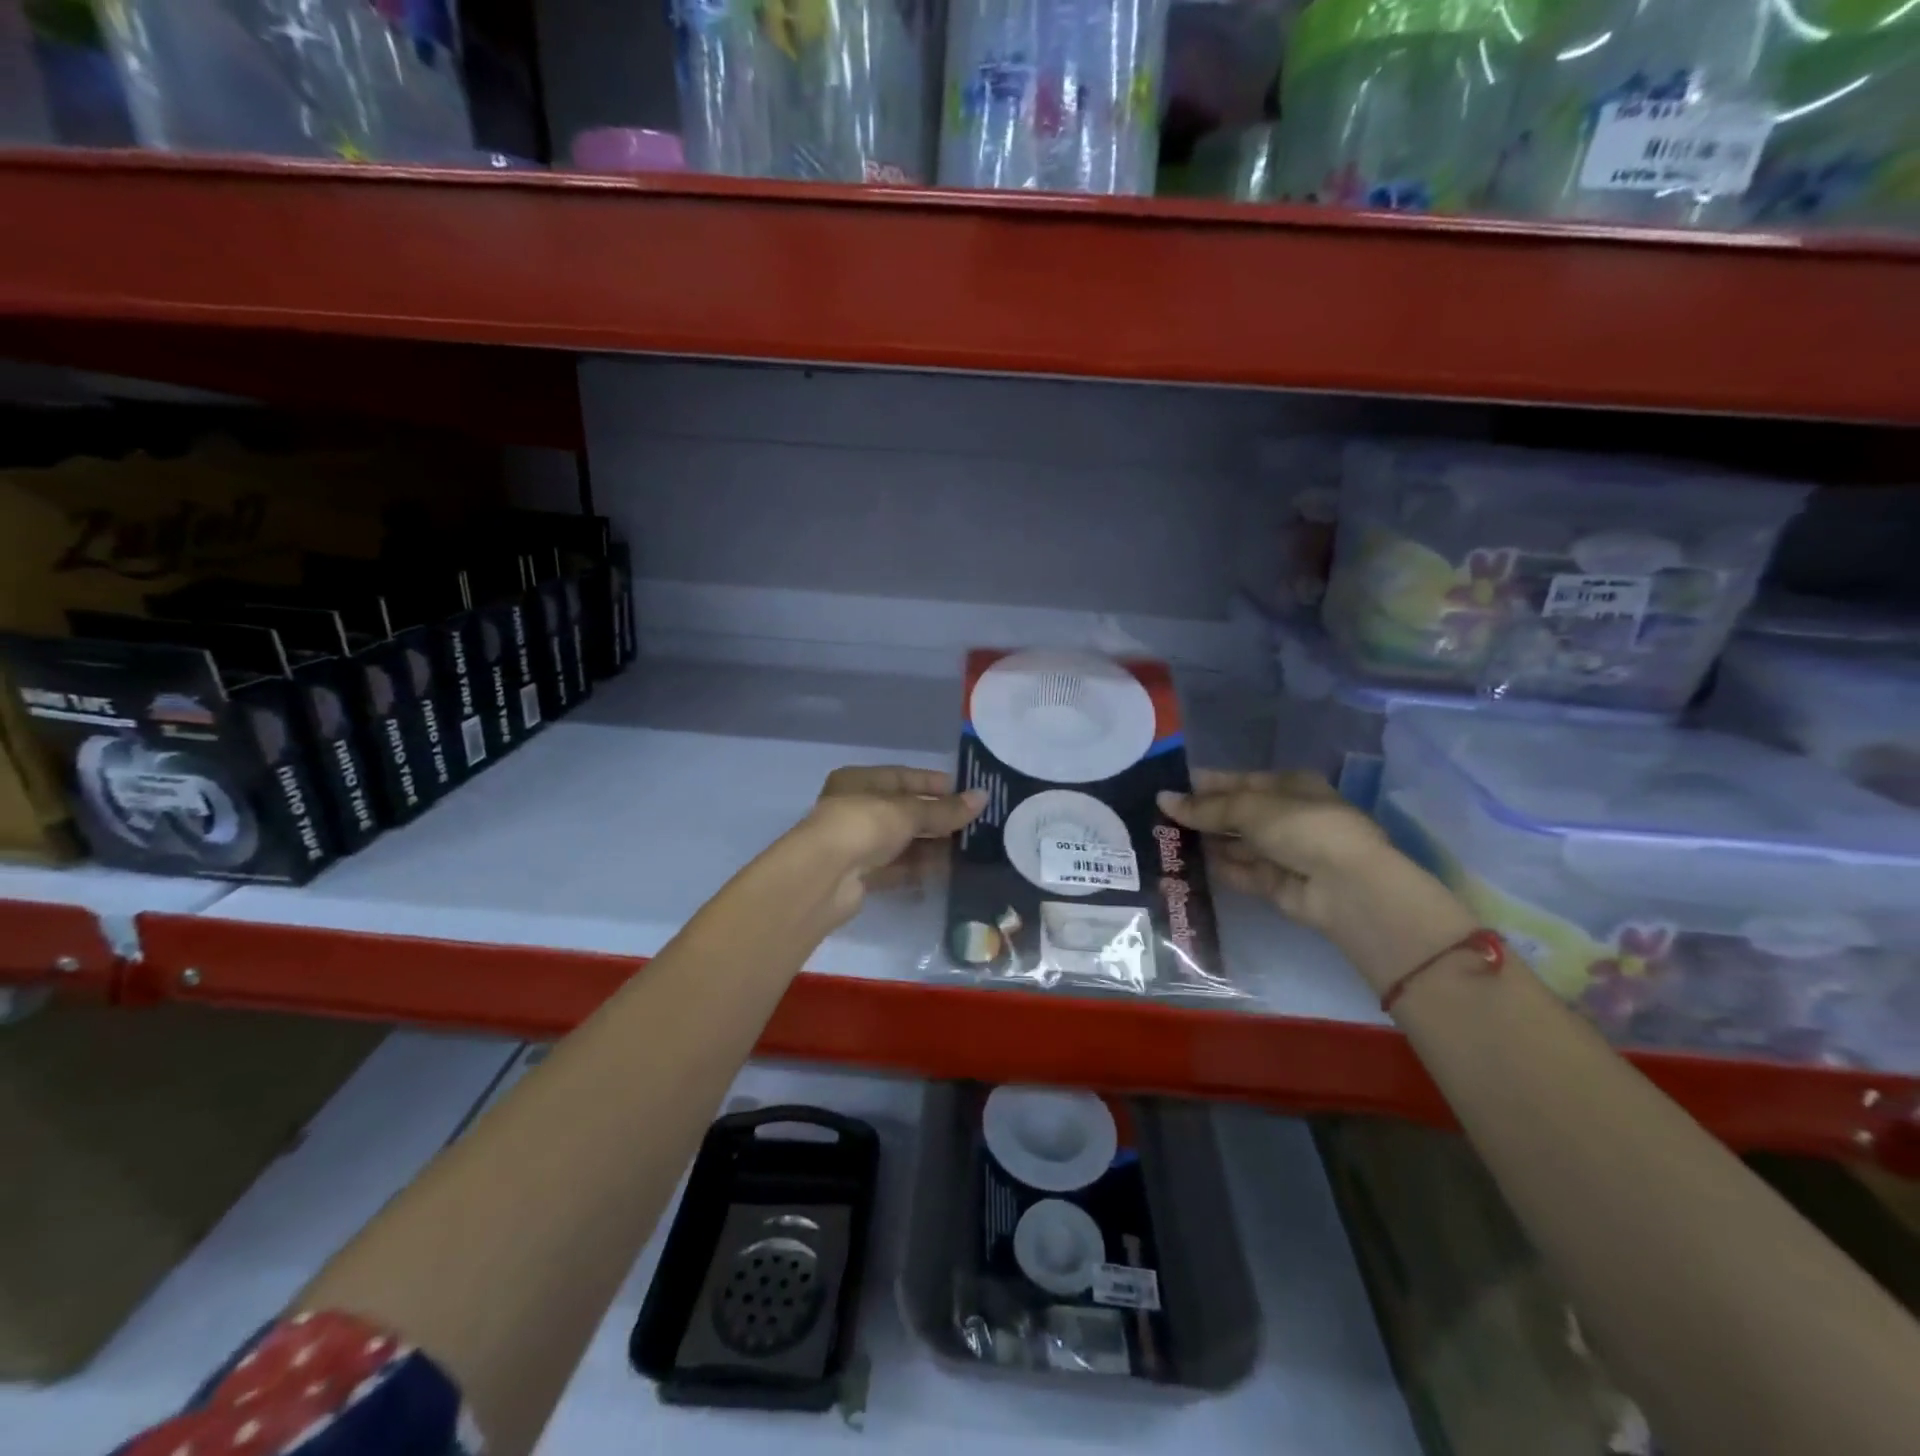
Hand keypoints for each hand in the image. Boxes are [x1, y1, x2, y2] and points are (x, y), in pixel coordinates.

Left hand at [802, 767, 985, 923]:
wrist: (824, 877)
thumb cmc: (863, 825)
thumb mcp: (908, 812)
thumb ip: (945, 809)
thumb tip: (983, 798)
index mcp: (858, 781)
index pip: (901, 776)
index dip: (932, 783)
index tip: (965, 791)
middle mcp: (854, 809)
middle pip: (902, 811)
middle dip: (936, 818)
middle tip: (974, 824)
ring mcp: (856, 845)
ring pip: (901, 842)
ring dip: (930, 845)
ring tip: (968, 849)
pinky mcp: (861, 876)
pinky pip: (896, 868)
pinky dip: (918, 869)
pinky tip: (947, 871)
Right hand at [1157, 770, 1391, 935]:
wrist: (1345, 886)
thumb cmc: (1302, 827)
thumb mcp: (1250, 808)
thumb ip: (1206, 807)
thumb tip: (1163, 799)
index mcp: (1290, 786)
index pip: (1242, 781)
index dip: (1208, 785)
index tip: (1171, 789)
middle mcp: (1288, 817)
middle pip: (1238, 814)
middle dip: (1204, 816)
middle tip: (1160, 818)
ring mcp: (1284, 852)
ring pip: (1237, 844)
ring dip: (1207, 843)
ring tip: (1164, 841)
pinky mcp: (1276, 884)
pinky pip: (1241, 872)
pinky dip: (1218, 869)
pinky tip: (1185, 867)